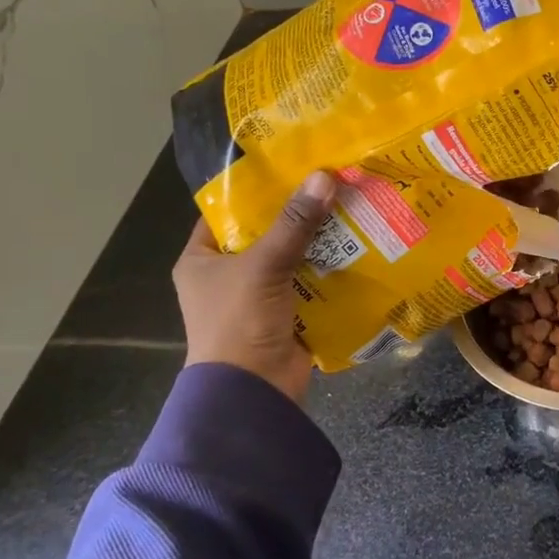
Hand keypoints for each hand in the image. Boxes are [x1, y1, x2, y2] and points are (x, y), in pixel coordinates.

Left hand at [174, 171, 337, 400]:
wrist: (253, 391)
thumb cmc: (240, 322)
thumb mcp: (264, 266)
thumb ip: (295, 223)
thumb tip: (324, 177)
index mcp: (201, 260)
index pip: (227, 213)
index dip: (256, 190)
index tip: (291, 167)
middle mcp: (227, 276)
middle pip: (265, 234)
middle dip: (297, 214)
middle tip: (331, 183)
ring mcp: (258, 297)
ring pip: (291, 258)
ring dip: (318, 241)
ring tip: (350, 207)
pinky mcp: (286, 315)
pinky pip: (309, 283)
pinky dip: (329, 269)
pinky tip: (357, 247)